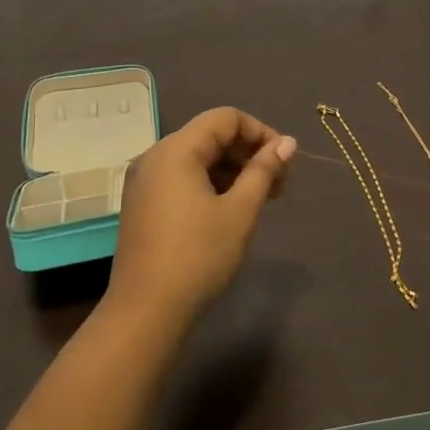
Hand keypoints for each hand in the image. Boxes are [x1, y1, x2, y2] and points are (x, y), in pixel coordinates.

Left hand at [107, 107, 295, 326]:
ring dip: (231, 170)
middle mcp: (155, 156)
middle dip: (248, 153)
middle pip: (210, 136)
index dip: (260, 132)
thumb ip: (264, 171)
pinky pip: (181, 178)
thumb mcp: (240, 211)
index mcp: (176, 150)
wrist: (146, 311)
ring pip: (196, 159)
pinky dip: (210, 184)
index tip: (285, 161)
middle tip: (280, 184)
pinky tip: (230, 210)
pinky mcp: (142, 204)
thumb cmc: (198, 256)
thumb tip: (287, 142)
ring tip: (261, 199)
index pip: (225, 118)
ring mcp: (144, 181)